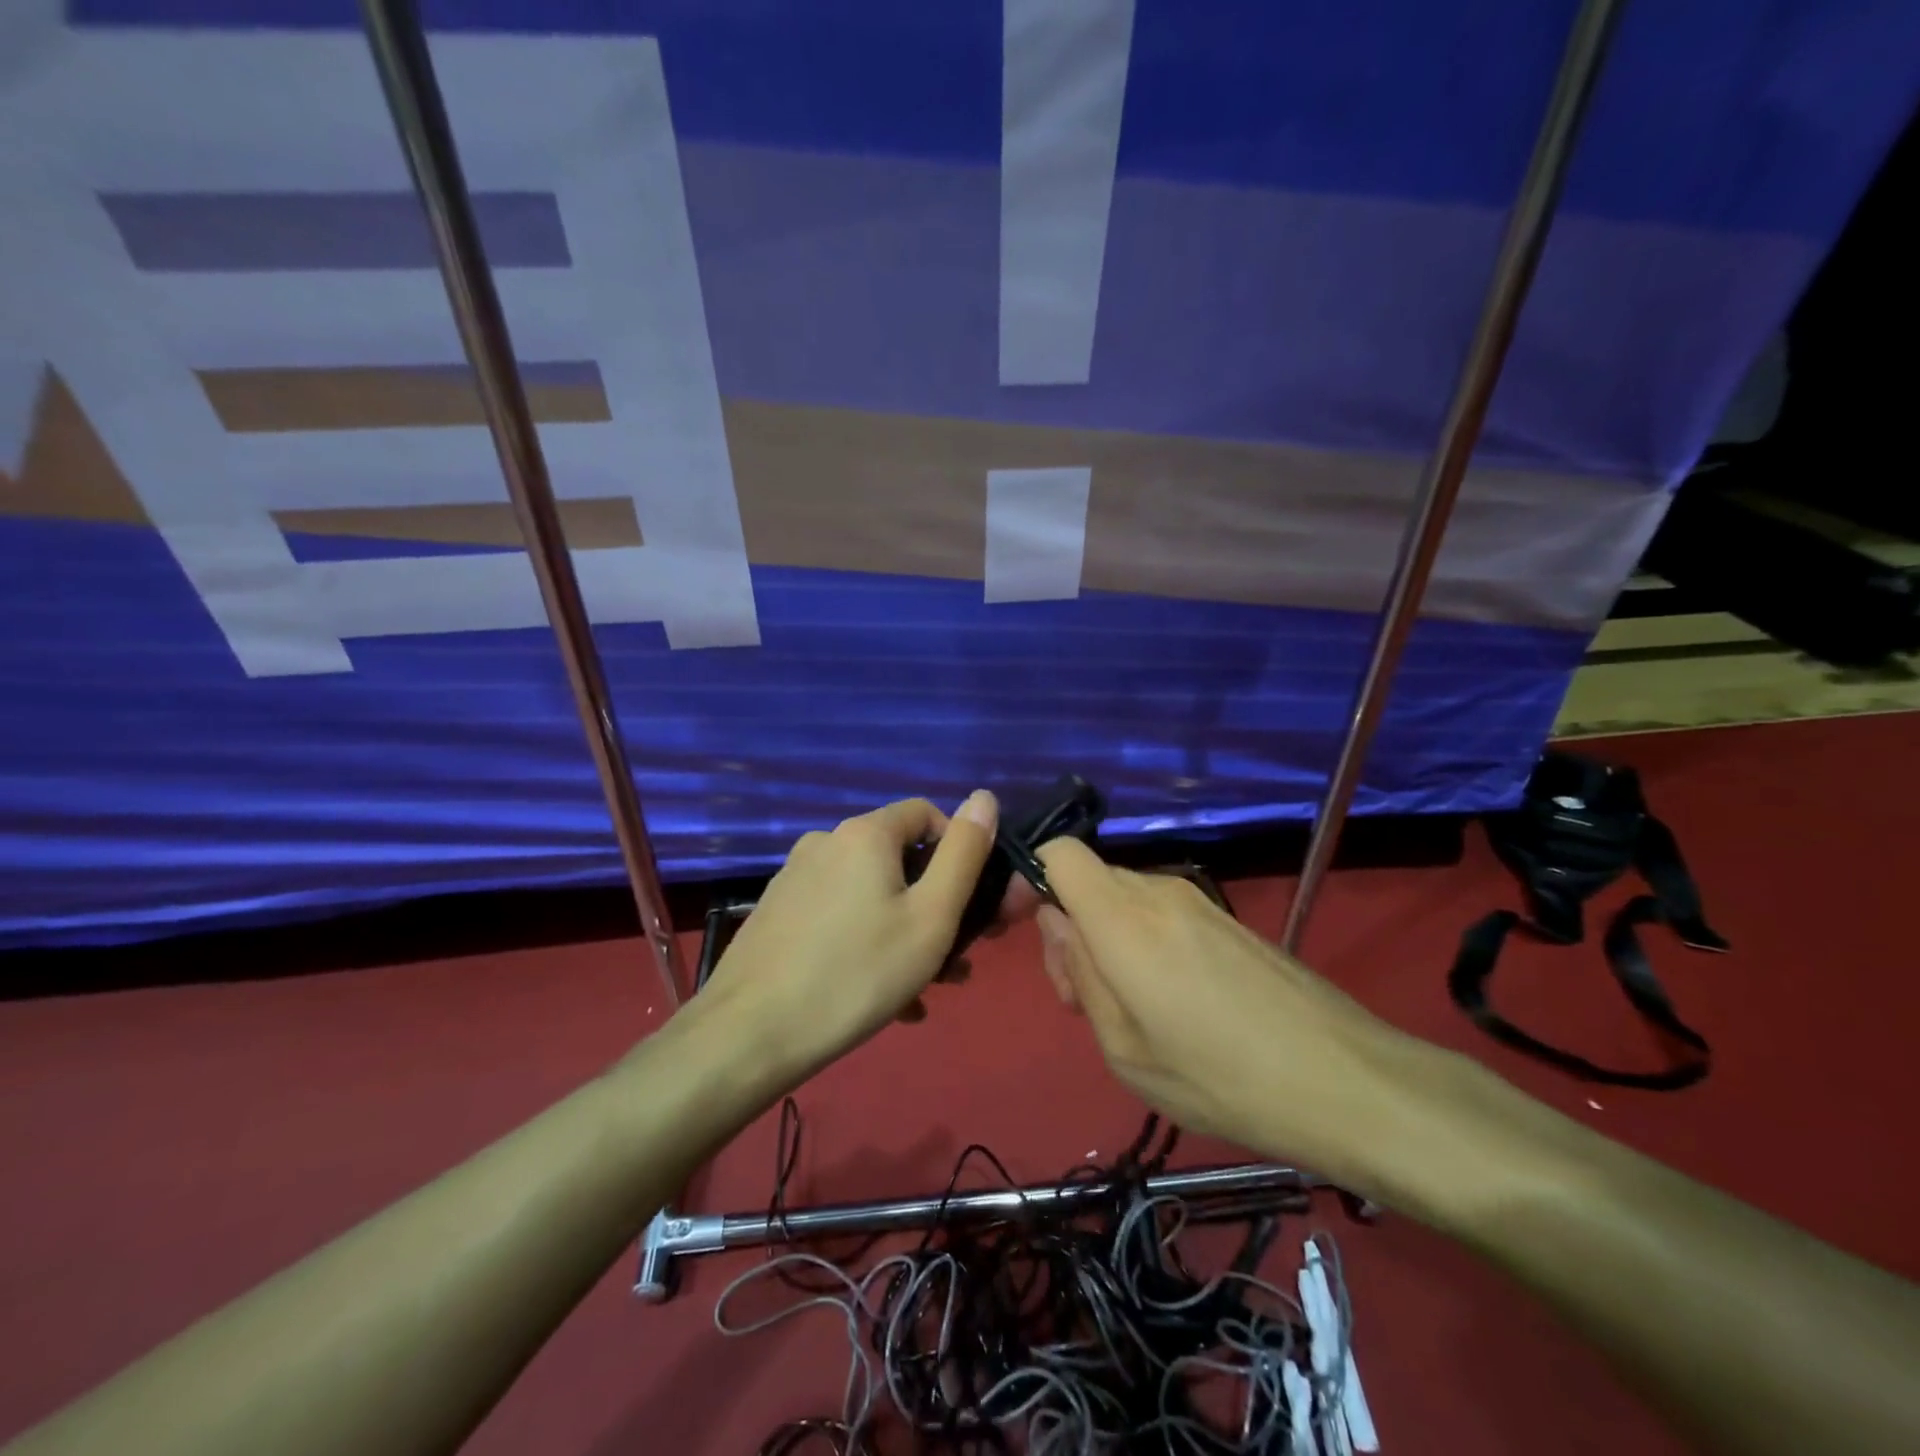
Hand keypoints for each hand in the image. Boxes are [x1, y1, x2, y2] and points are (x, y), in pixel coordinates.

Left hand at [696, 792, 999, 1082]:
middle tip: (957, 957)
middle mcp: (825, 843)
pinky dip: (866, 944)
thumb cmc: (858, 973)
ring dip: (904, 932)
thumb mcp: (931, 916)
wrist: (750, 1034)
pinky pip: (838, 918)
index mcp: (865, 834)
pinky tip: (882, 998)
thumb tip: (984, 797)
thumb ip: (964, 854)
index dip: (958, 850)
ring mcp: (795, 878)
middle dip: (934, 904)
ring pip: (868, 895)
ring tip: (924, 989)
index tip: (971, 903)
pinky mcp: (777, 913)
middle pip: (897, 859)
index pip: (926, 813)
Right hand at [1033, 838, 1440, 1194]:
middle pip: (1088, 880)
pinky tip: (1172, 1003)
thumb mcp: (1124, 1048)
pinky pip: (1160, 912)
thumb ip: (1080, 973)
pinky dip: (1143, 941)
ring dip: (1106, 938)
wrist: (1345, 1082)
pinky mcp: (1225, 918)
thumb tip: (1057, 921)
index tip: (1030, 932)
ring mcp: (1197, 901)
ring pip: (1123, 898)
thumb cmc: (1220, 1078)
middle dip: (1069, 927)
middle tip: (1084, 1000)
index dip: (1033, 879)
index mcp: (1123, 919)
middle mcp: (1158, 892)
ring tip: (1130, 1010)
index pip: (1061, 853)